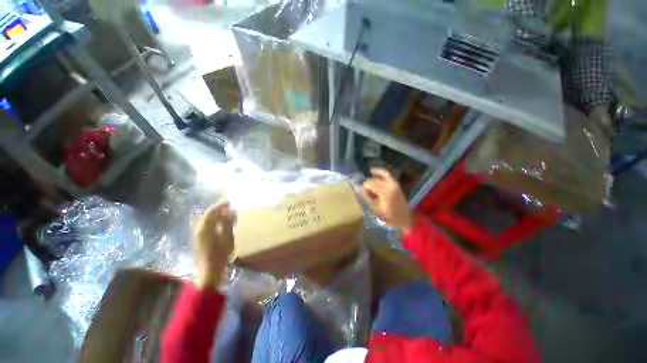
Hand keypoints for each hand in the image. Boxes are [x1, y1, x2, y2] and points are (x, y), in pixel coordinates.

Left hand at [193, 201, 235, 288]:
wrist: (209, 272)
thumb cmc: (219, 255)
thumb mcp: (227, 237)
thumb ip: (229, 223)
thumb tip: (232, 211)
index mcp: (204, 228)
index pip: (212, 211)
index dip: (221, 204)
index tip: (231, 200)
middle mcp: (199, 229)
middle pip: (209, 214)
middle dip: (220, 209)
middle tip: (231, 205)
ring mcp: (199, 235)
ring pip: (209, 220)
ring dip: (218, 215)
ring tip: (230, 212)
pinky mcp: (201, 239)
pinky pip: (209, 226)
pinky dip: (217, 222)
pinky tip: (225, 223)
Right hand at [362, 168, 412, 233]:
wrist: (404, 218)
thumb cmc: (388, 216)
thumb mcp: (375, 208)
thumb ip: (367, 197)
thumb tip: (359, 188)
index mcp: (385, 193)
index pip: (371, 184)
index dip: (364, 186)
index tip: (361, 190)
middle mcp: (390, 186)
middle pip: (376, 179)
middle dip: (368, 181)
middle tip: (363, 186)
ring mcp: (395, 184)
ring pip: (383, 174)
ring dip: (375, 174)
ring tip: (369, 173)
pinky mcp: (397, 184)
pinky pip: (388, 175)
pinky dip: (381, 172)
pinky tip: (375, 172)